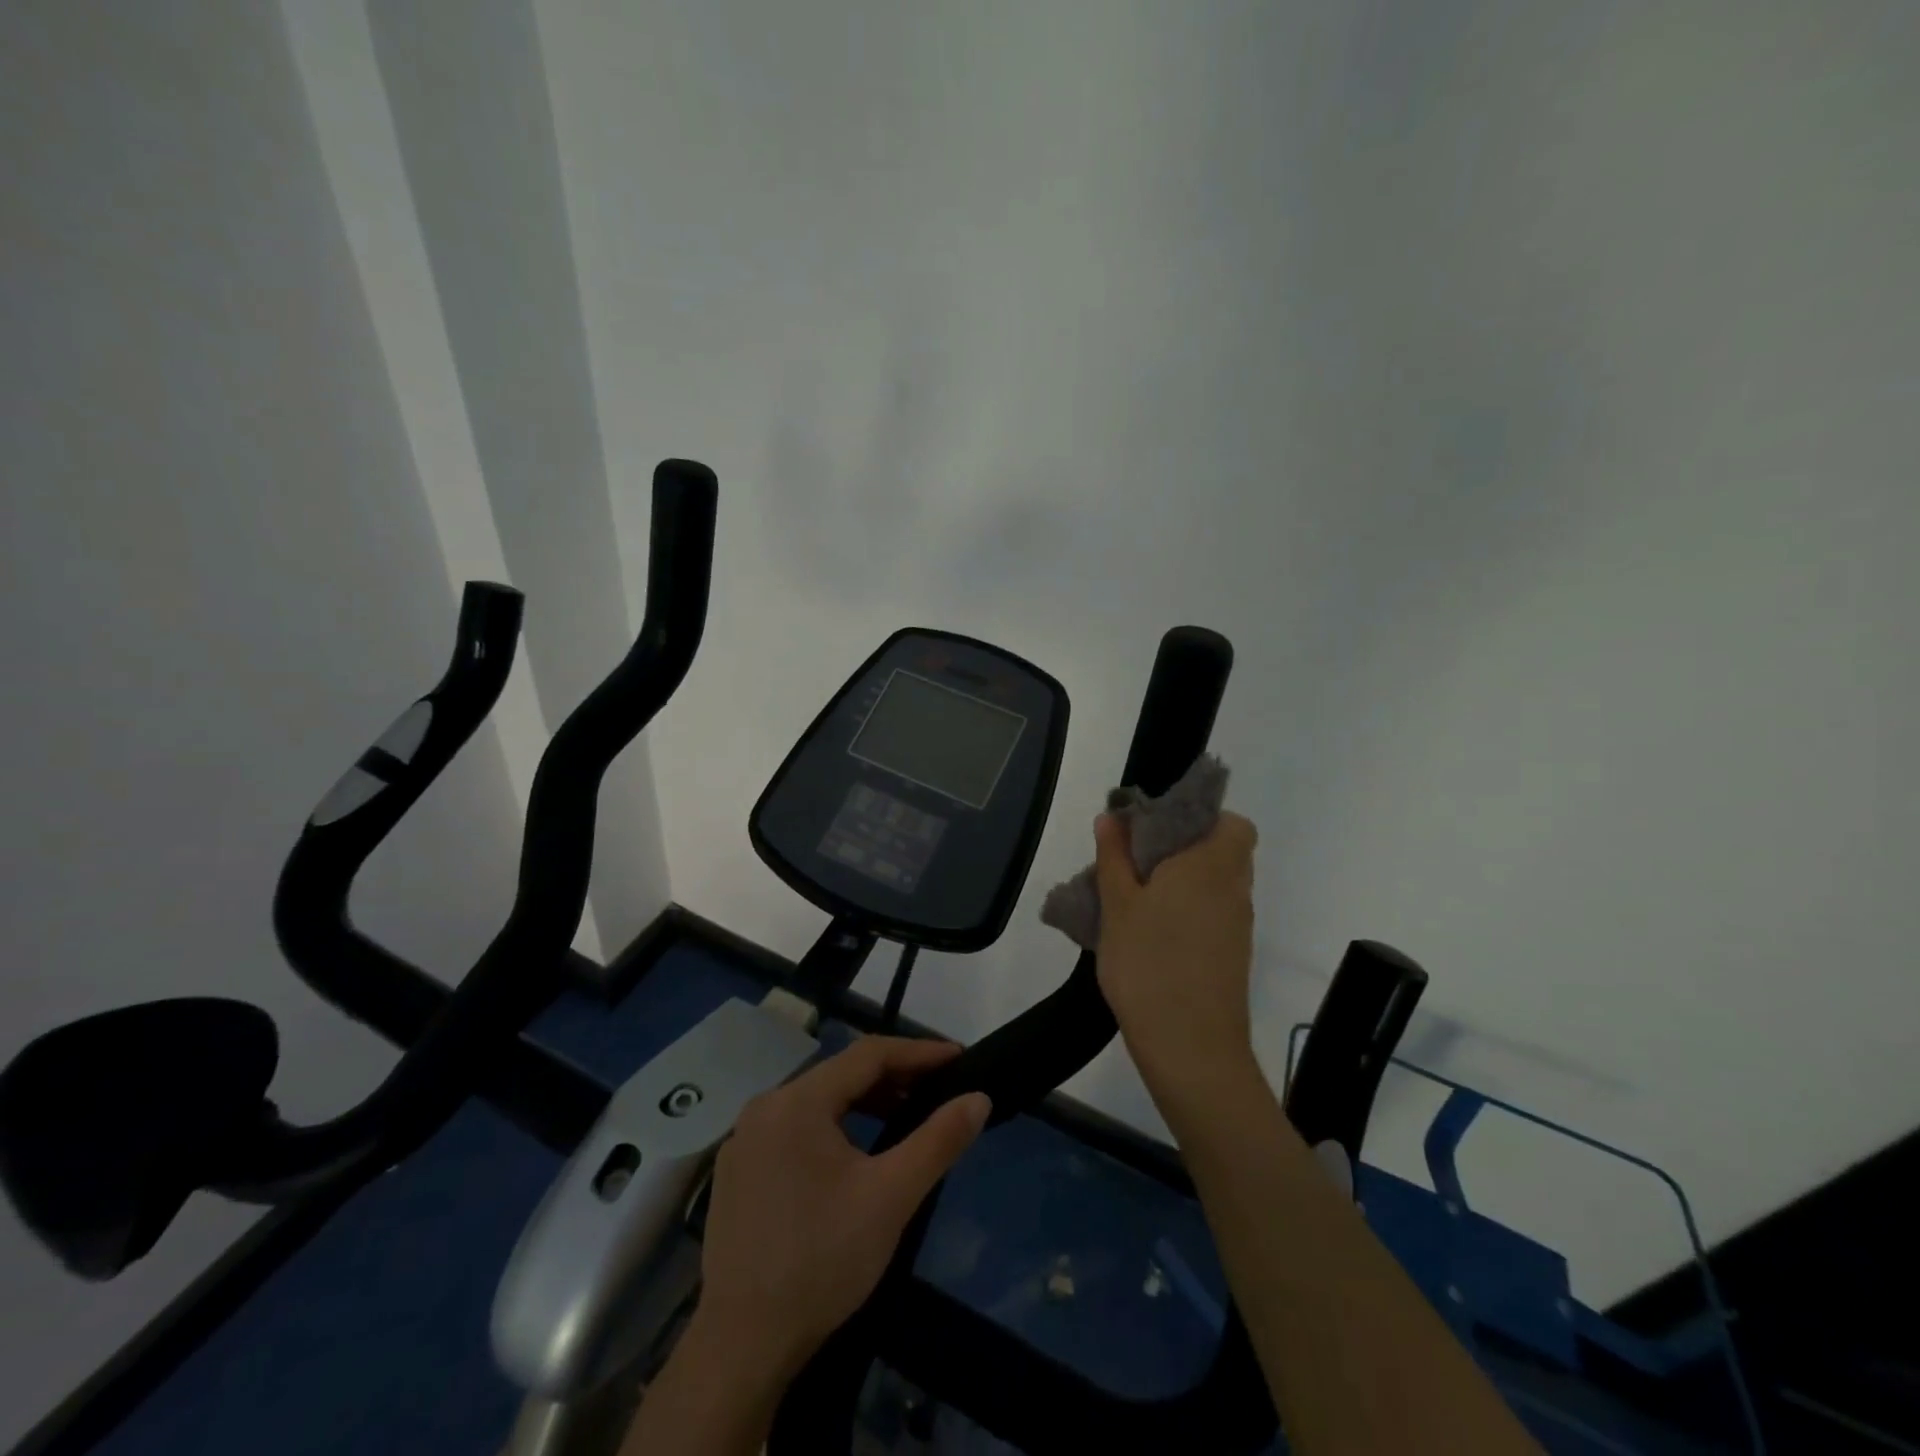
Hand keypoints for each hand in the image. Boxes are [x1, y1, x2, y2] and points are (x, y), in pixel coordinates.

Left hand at [695, 1036, 992, 1379]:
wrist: (741, 1346)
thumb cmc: (822, 1261)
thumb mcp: (891, 1197)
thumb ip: (939, 1140)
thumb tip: (979, 1097)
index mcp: (797, 1101)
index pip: (868, 1054)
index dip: (918, 1052)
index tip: (958, 1058)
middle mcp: (766, 1106)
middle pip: (841, 1074)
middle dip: (894, 1077)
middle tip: (938, 1089)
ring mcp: (745, 1139)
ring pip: (818, 1101)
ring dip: (864, 1103)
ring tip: (905, 1117)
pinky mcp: (738, 1170)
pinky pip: (796, 1127)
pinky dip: (834, 1126)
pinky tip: (856, 1153)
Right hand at [1094, 811, 1260, 1110]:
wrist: (1190, 1048)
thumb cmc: (1148, 964)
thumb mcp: (1117, 905)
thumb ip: (1114, 856)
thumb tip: (1112, 816)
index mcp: (1211, 866)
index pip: (1234, 823)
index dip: (1202, 819)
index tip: (1159, 830)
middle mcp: (1234, 890)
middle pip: (1223, 852)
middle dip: (1183, 849)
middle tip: (1137, 862)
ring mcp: (1238, 926)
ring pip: (1217, 885)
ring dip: (1184, 882)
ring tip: (1135, 899)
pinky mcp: (1233, 956)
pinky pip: (1214, 915)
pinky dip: (1189, 912)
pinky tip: (1151, 934)